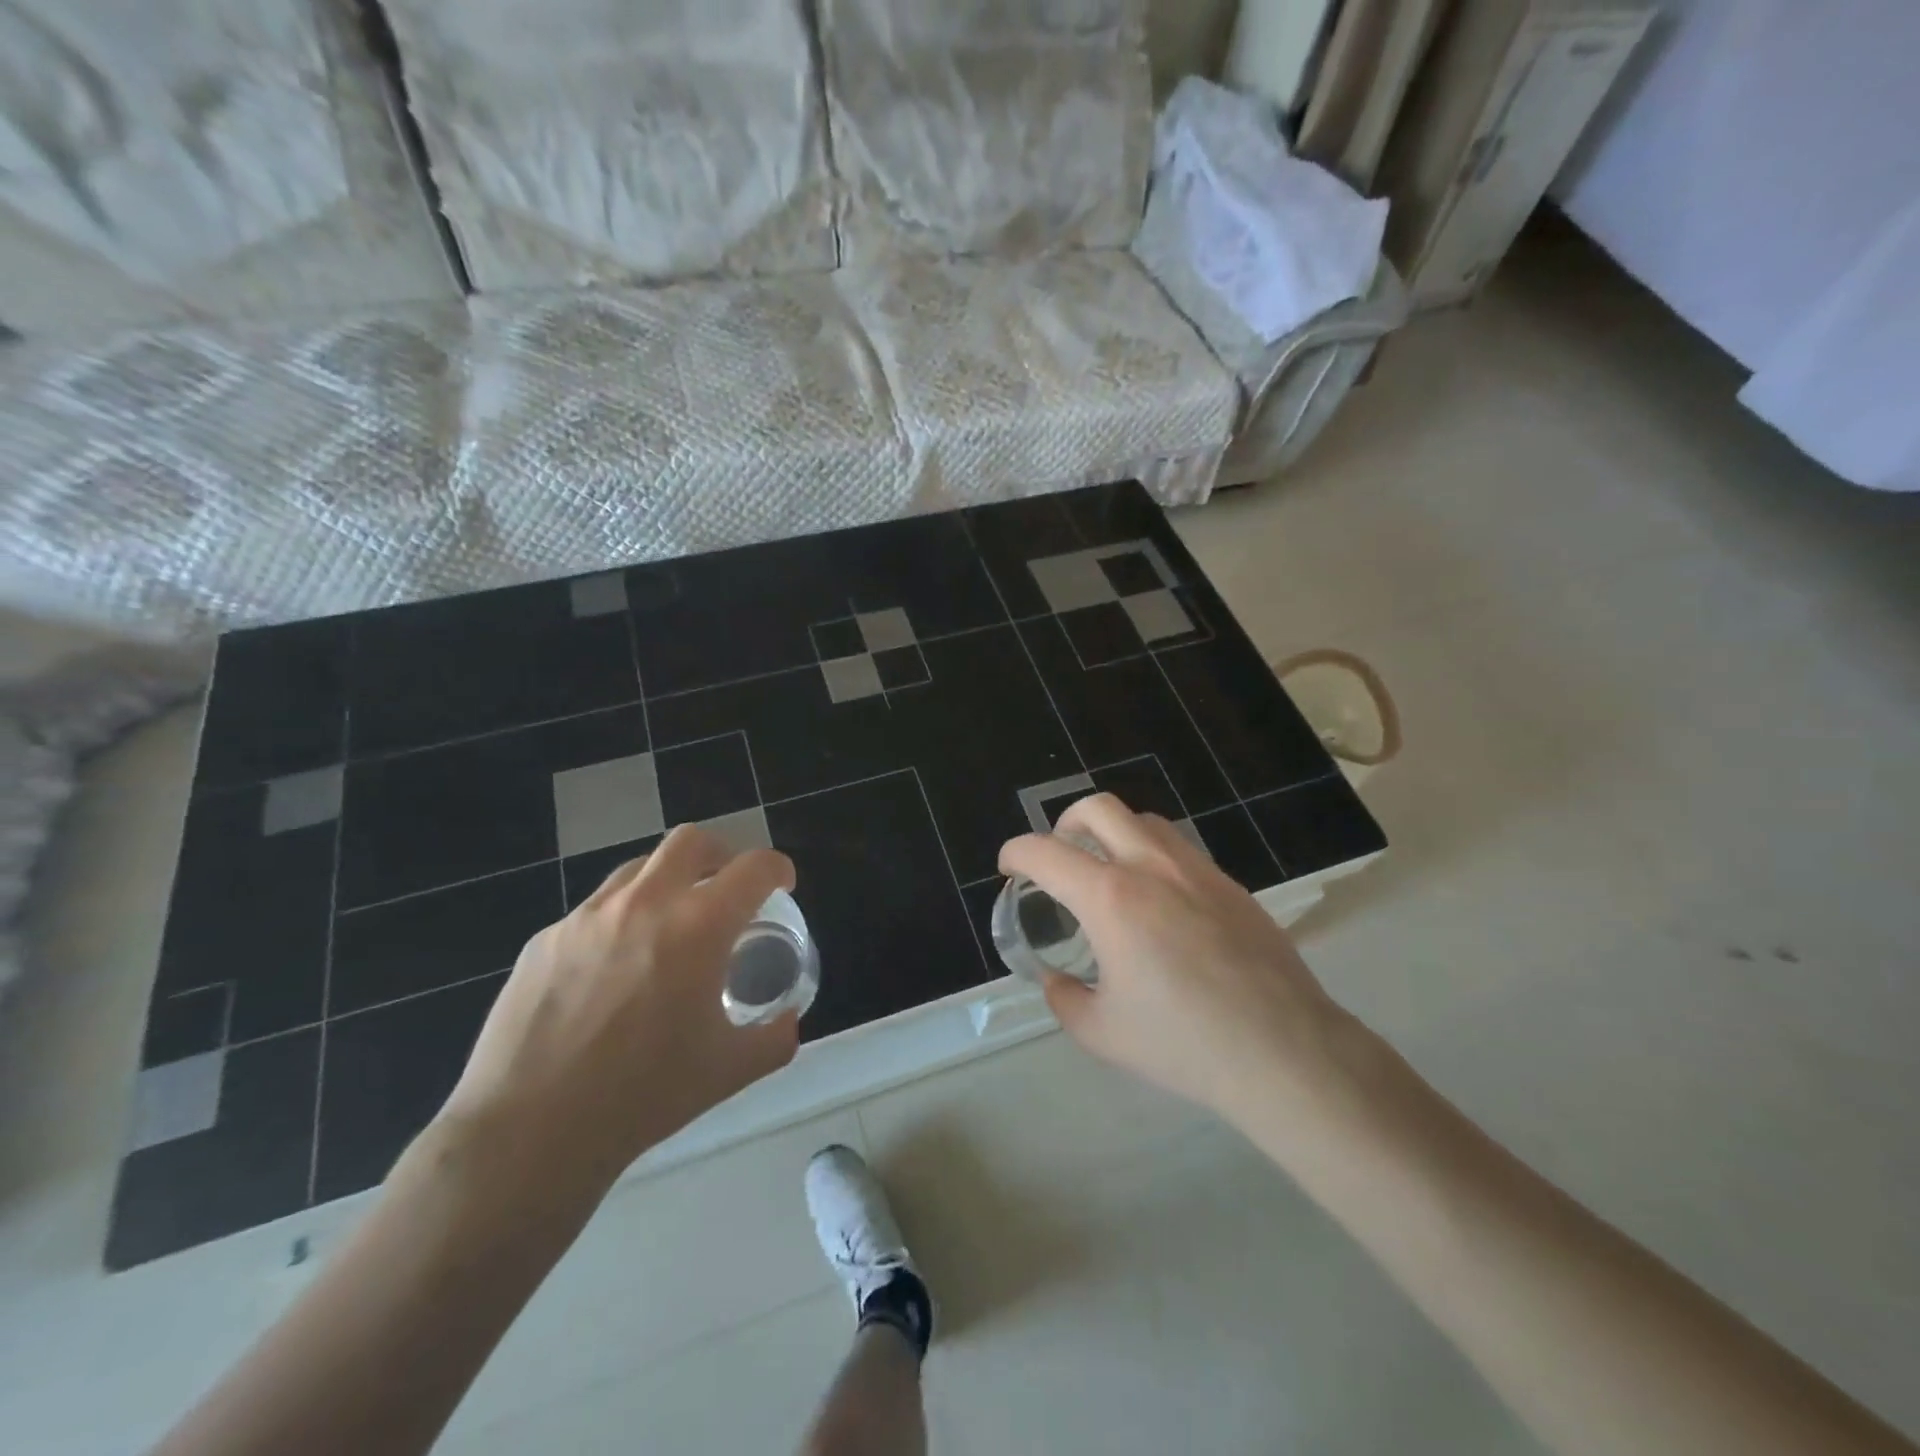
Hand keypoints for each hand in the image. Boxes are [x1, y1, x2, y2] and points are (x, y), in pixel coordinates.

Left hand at [433, 825, 799, 1205]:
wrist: (528, 1133)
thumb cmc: (643, 1097)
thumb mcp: (729, 1070)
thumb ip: (774, 1037)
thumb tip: (788, 1019)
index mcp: (699, 927)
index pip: (754, 868)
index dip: (778, 869)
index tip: (782, 887)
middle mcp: (645, 904)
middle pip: (692, 841)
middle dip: (721, 854)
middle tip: (727, 889)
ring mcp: (588, 916)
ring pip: (639, 868)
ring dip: (668, 882)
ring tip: (671, 926)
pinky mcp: (546, 938)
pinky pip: (596, 910)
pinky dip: (622, 920)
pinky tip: (614, 971)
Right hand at [999, 794, 1358, 1123]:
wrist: (1283, 1051)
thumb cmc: (1184, 1044)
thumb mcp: (1102, 1033)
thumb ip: (1065, 999)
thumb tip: (1057, 981)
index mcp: (1111, 898)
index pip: (1045, 852)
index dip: (1016, 853)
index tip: (1009, 868)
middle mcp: (1151, 867)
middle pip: (1098, 808)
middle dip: (1065, 822)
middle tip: (1059, 857)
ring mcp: (1197, 870)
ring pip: (1144, 821)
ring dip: (1113, 834)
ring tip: (1109, 873)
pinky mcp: (1231, 885)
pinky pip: (1180, 849)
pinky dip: (1153, 856)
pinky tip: (1160, 903)